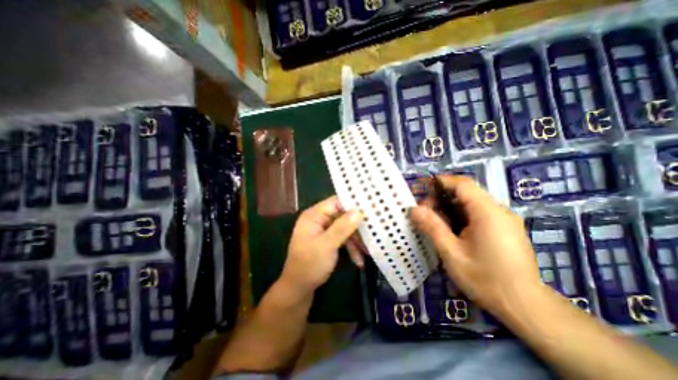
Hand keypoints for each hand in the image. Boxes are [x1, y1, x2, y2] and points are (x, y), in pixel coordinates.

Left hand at [281, 196, 365, 296]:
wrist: (299, 289)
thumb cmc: (309, 265)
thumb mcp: (327, 245)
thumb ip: (343, 227)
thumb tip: (359, 211)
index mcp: (314, 215)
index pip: (335, 202)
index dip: (352, 204)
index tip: (370, 209)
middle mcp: (319, 219)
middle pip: (342, 215)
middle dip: (356, 226)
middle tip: (373, 232)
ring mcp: (323, 230)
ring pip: (345, 228)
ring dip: (355, 240)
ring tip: (366, 251)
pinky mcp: (328, 240)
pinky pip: (343, 238)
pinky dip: (350, 247)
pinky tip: (358, 259)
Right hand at [407, 176, 544, 318]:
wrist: (526, 307)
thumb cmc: (485, 279)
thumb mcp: (452, 253)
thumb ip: (432, 227)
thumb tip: (413, 209)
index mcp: (487, 212)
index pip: (462, 184)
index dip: (440, 182)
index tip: (421, 187)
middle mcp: (499, 211)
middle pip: (465, 193)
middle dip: (441, 199)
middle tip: (423, 213)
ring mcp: (504, 220)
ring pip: (471, 204)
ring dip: (449, 209)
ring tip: (435, 223)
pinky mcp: (505, 229)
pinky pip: (478, 214)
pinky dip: (461, 217)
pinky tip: (452, 232)